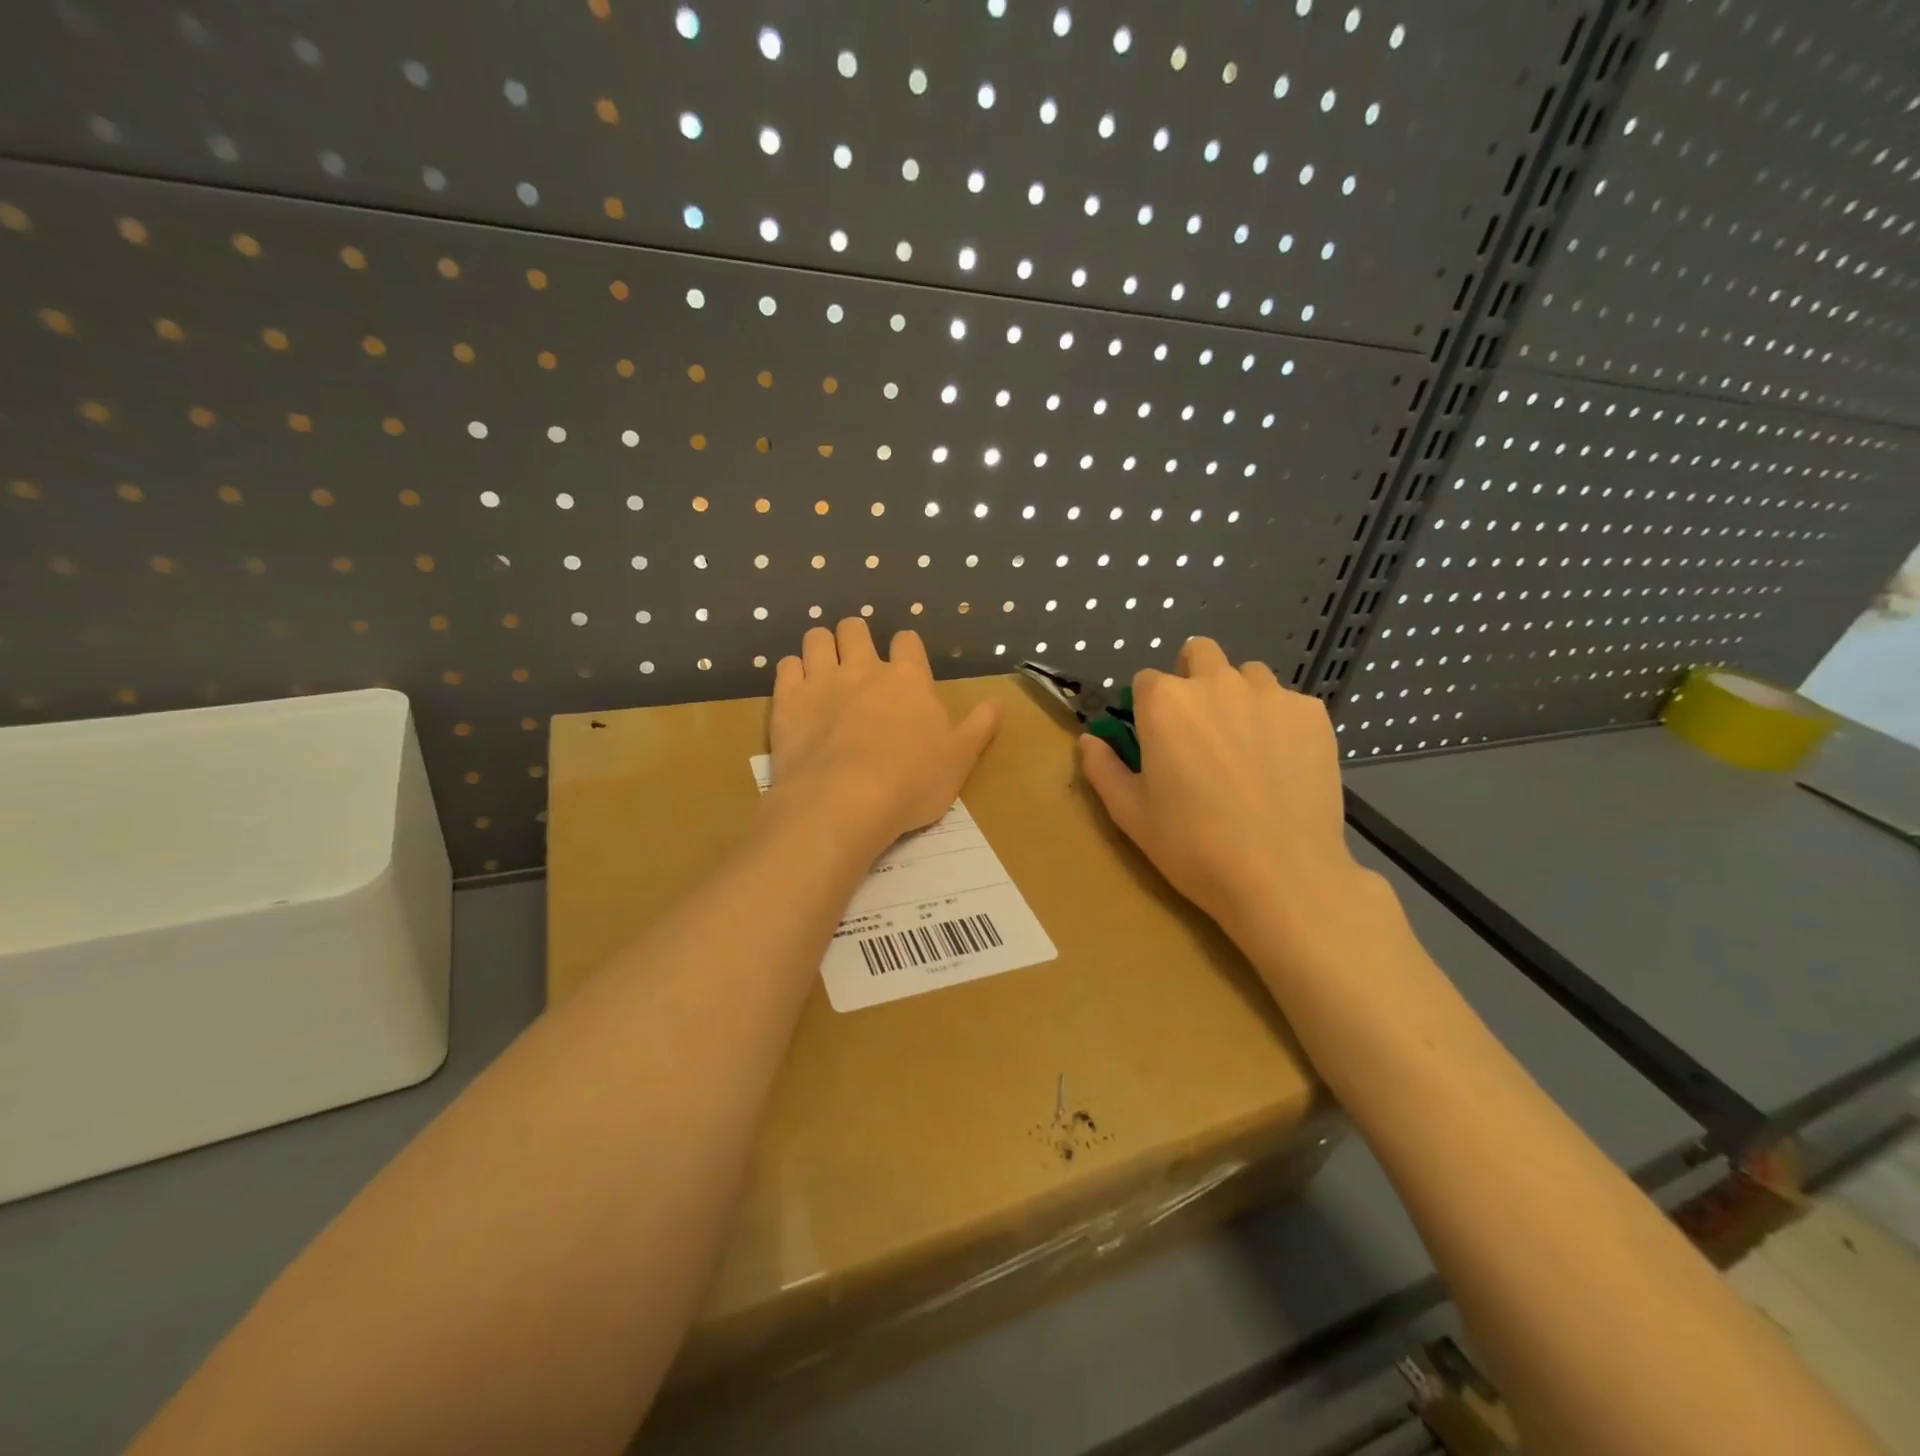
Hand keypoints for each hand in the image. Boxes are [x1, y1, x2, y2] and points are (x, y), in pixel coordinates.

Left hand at [769, 618, 1000, 858]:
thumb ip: (979, 727)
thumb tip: (999, 702)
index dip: (906, 649)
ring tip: (826, 669)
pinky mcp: (788, 701)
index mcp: (908, 678)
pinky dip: (793, 672)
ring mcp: (821, 681)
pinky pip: (786, 666)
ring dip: (822, 647)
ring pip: (817, 638)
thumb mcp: (959, 759)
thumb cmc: (911, 782)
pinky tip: (798, 691)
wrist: (843, 802)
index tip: (905, 665)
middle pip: (855, 629)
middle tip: (859, 663)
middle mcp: (863, 668)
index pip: (907, 641)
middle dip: (857, 638)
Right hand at [1077, 637, 1363, 939]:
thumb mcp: (1131, 814)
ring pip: (1247, 674)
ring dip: (1238, 695)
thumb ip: (1103, 768)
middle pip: (1199, 653)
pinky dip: (1279, 721)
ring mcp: (1270, 695)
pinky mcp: (1312, 714)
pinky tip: (1281, 763)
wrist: (1281, 876)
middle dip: (1192, 676)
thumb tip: (1088, 740)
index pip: (1146, 680)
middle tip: (1198, 727)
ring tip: (1244, 744)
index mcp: (1165, 704)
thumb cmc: (1193, 846)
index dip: (1147, 707)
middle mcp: (1216, 684)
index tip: (1155, 736)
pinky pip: (1288, 702)